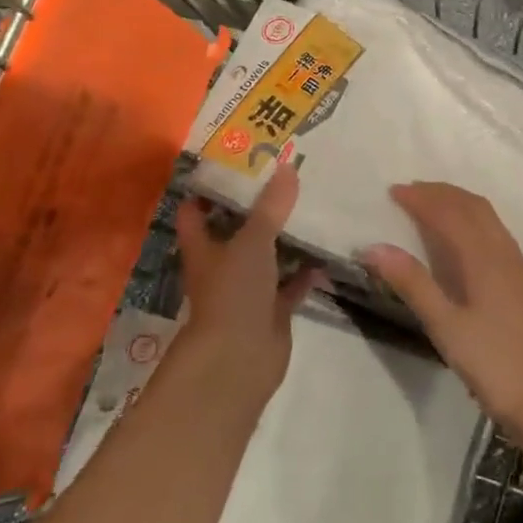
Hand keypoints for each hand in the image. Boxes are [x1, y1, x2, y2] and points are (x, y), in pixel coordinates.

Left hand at [174, 164, 317, 403]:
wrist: (239, 360)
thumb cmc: (233, 293)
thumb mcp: (252, 241)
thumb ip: (271, 206)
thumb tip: (287, 167)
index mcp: (203, 247)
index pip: (195, 211)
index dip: (208, 188)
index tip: (233, 163)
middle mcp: (221, 265)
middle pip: (235, 230)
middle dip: (256, 208)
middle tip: (283, 177)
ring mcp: (247, 289)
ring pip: (266, 256)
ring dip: (284, 238)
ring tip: (310, 206)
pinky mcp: (271, 310)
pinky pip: (291, 284)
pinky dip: (306, 271)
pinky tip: (327, 252)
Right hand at [362, 182, 522, 445]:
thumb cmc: (496, 367)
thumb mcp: (446, 328)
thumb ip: (412, 284)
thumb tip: (373, 247)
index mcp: (484, 259)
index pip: (449, 213)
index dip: (421, 199)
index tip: (392, 191)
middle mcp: (505, 254)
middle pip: (473, 207)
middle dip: (441, 193)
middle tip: (410, 192)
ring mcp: (520, 270)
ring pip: (489, 220)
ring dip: (459, 204)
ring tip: (432, 207)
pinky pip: (497, 235)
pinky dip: (474, 222)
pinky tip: (465, 243)